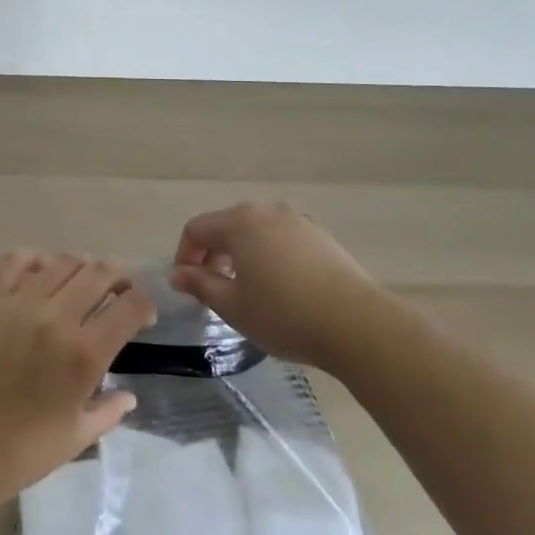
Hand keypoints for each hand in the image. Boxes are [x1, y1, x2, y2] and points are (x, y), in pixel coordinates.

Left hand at [0, 253, 157, 505]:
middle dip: (119, 278)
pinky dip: (35, 259)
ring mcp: (22, 305)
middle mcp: (58, 319)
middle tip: (119, 292)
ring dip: (82, 268)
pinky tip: (42, 273)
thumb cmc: (28, 450)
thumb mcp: (80, 436)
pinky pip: (16, 261)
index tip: (144, 316)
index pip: (130, 306)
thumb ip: (110, 410)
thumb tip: (130, 395)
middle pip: (99, 273)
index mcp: (86, 354)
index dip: (144, 305)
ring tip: (83, 283)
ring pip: (63, 262)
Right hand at [171, 201, 374, 368]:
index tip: (187, 287)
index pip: (196, 229)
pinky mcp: (320, 236)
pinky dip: (269, 255)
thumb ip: (200, 284)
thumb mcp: (232, 305)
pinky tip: (280, 287)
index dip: (185, 256)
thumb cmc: (284, 314)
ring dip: (241, 254)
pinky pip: (281, 239)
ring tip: (247, 289)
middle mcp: (266, 211)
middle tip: (213, 290)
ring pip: (255, 231)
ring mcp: (297, 221)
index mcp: (239, 222)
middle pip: (226, 225)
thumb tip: (178, 273)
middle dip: (212, 254)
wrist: (356, 324)